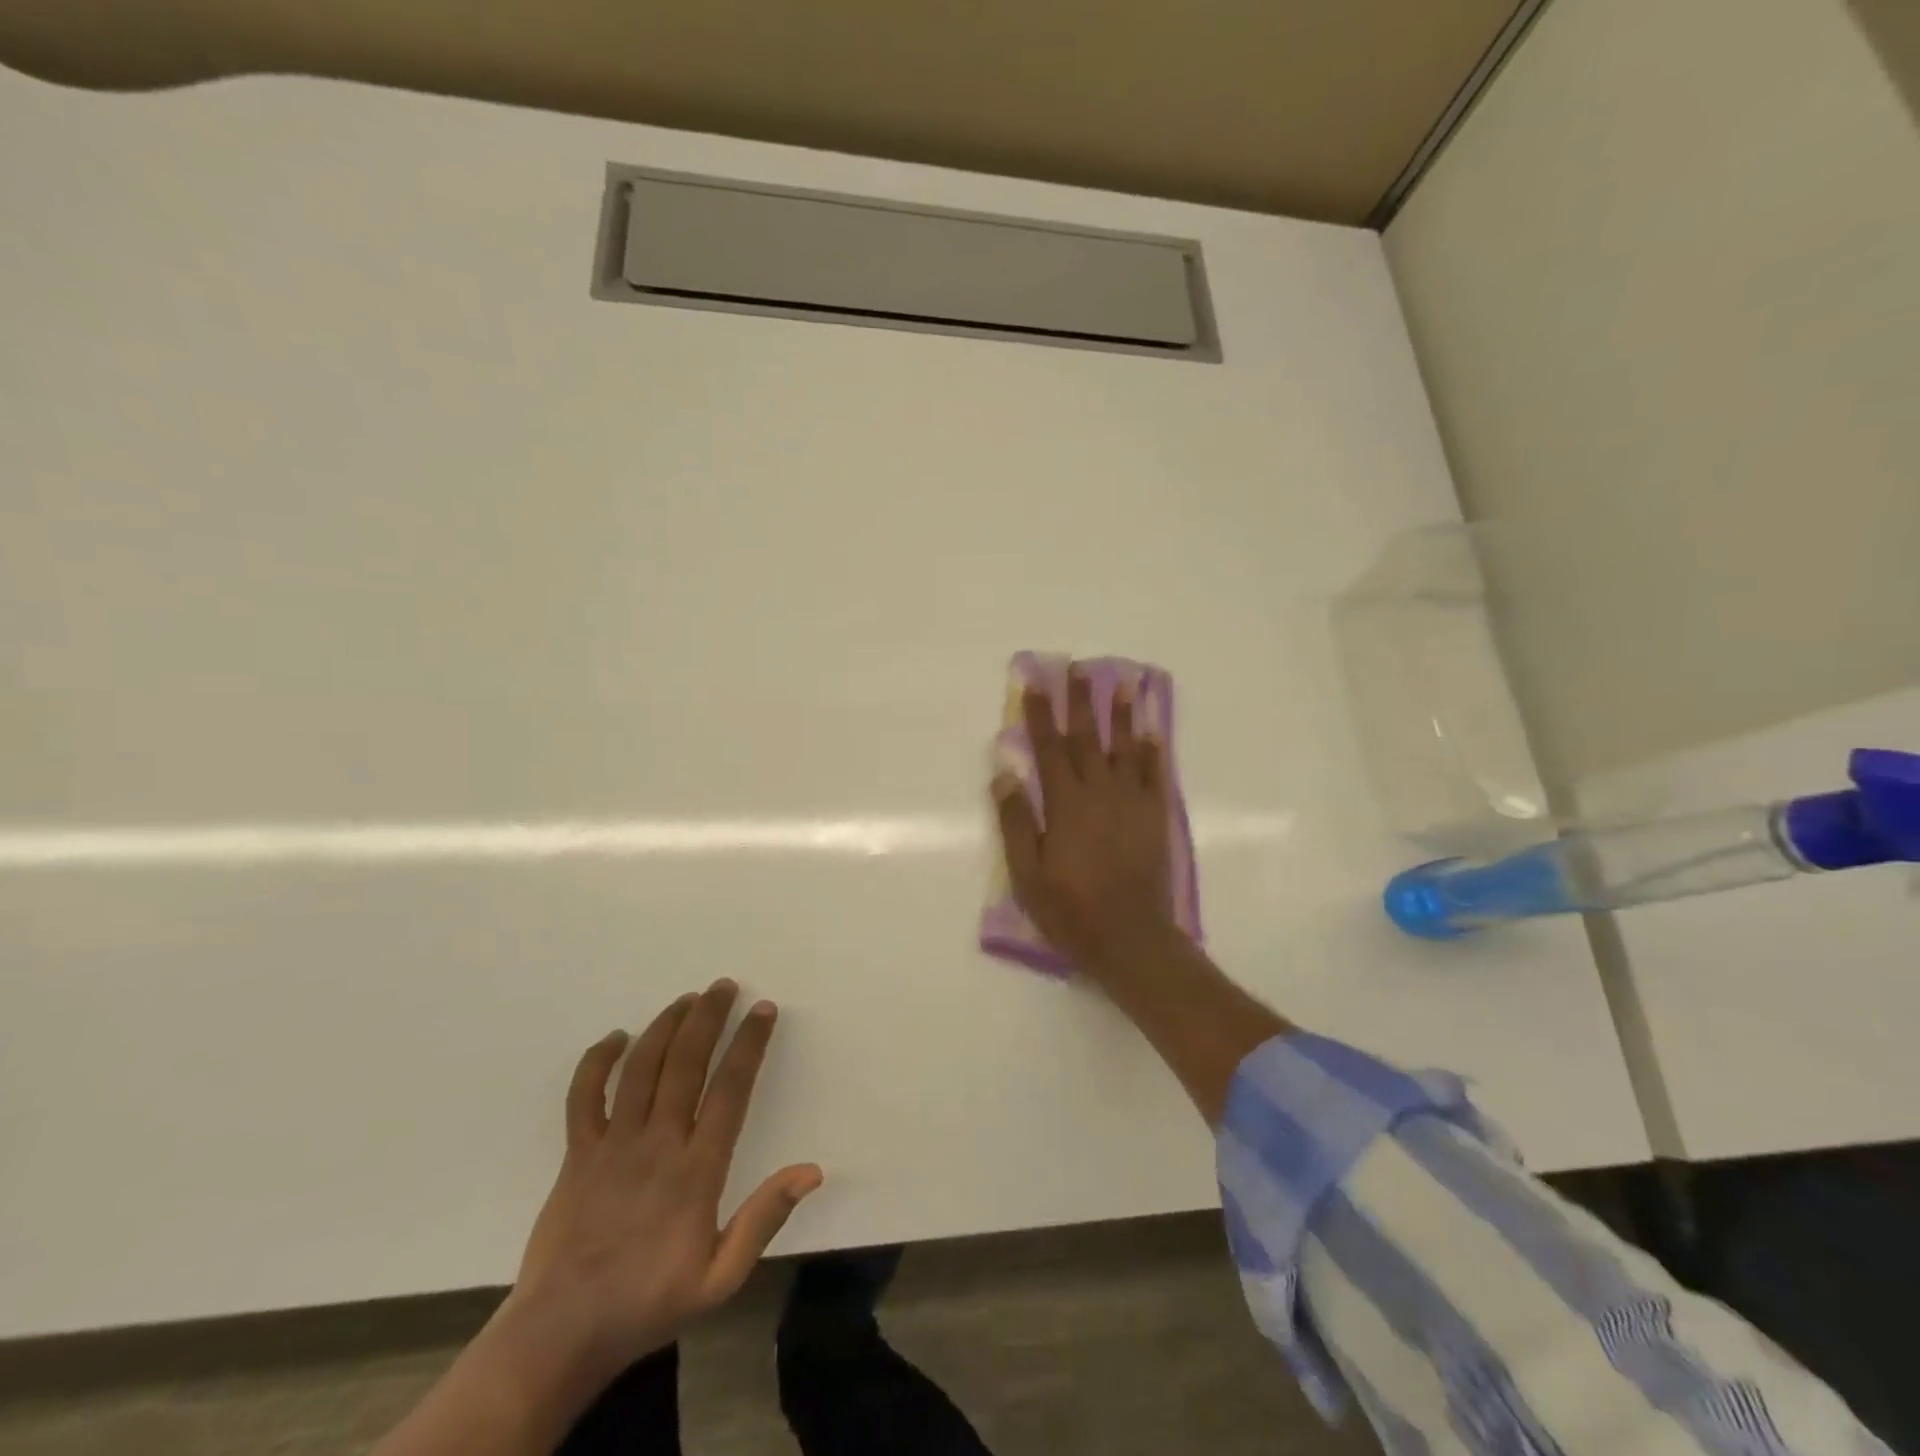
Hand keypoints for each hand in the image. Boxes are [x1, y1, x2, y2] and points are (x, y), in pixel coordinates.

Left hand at [505, 980, 822, 1385]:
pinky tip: (617, 1037)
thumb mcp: (721, 1278)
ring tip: (687, 998)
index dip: (749, 1044)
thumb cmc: (649, 1303)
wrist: (560, 1336)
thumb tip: (812, 1171)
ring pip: (641, 1068)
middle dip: (708, 1017)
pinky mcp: (577, 1155)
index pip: (730, 1089)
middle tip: (725, 985)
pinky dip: (598, 1061)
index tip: (764, 1010)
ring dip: (665, 1026)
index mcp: (696, 1170)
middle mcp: (657, 1144)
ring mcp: (612, 1145)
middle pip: (685, 1063)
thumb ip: (763, 1220)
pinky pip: (584, 1096)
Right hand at [992, 665, 1174, 972]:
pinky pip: (1155, 775)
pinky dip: (1152, 751)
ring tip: (1124, 683)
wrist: (1131, 938)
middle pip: (1087, 738)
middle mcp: (1099, 793)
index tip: (1036, 683)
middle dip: (1081, 701)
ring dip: (1122, 714)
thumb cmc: (1070, 910)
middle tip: (1078, 668)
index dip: (1041, 714)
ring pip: (1125, 748)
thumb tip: (1004, 773)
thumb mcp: (1027, 874)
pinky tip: (1151, 731)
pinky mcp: (1155, 817)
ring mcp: (1131, 803)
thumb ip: (1016, 822)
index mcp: (1065, 804)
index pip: (1049, 748)